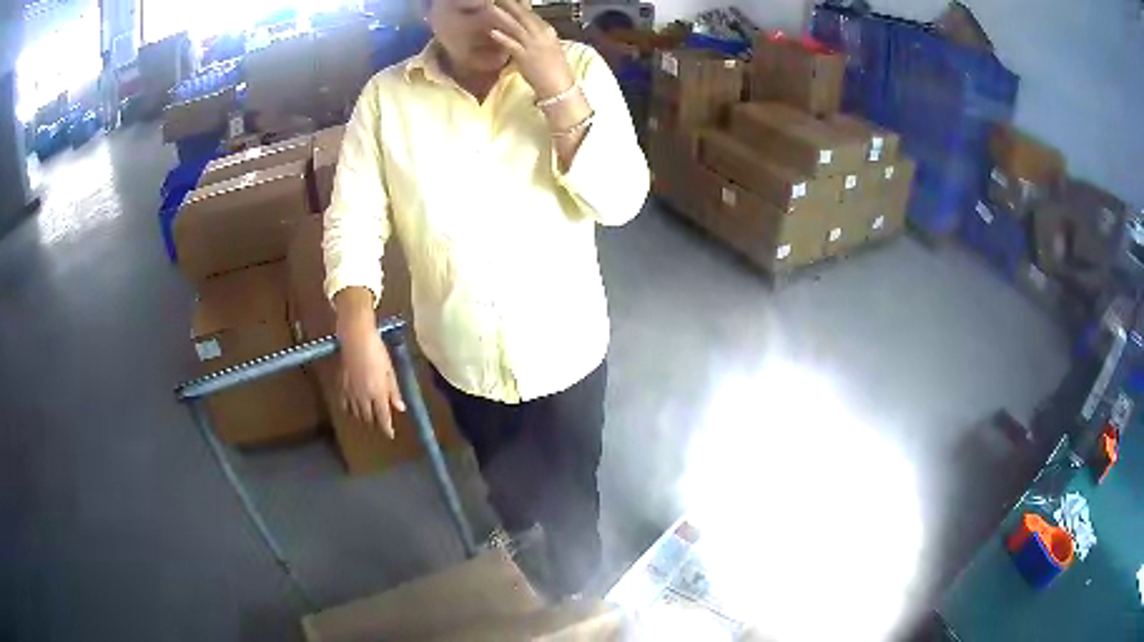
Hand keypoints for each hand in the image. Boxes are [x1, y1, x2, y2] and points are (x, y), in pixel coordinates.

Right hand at [335, 294, 405, 436]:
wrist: (356, 338)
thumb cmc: (377, 351)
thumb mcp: (390, 371)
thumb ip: (394, 391)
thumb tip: (400, 408)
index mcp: (378, 393)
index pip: (383, 417)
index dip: (387, 428)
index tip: (390, 435)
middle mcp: (363, 397)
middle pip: (369, 417)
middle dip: (375, 421)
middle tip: (380, 420)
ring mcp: (350, 392)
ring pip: (356, 412)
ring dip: (363, 416)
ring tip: (367, 415)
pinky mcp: (341, 385)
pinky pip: (344, 403)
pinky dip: (348, 408)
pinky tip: (351, 408)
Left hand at [487, 0, 574, 99]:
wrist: (560, 86)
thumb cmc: (554, 68)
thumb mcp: (548, 46)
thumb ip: (536, 35)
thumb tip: (525, 26)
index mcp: (547, 30)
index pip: (530, 13)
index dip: (518, 4)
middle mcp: (541, 34)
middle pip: (522, 15)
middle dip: (510, 4)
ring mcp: (533, 45)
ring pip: (515, 26)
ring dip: (502, 16)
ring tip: (490, 6)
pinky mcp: (525, 57)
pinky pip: (512, 45)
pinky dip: (503, 38)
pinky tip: (492, 32)